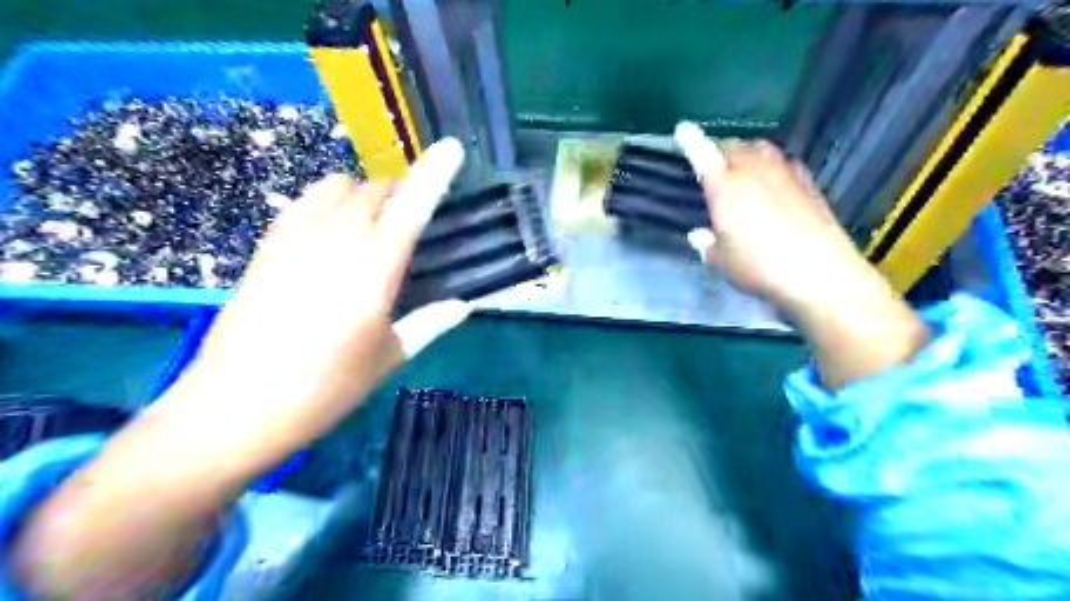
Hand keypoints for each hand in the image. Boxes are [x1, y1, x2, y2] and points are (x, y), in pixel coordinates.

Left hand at [10, 139, 471, 600]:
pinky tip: (332, 224)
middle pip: (374, 191)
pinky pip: (303, 201)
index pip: (411, 211)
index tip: (452, 148)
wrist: (234, 408)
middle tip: (412, 214)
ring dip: (364, 192)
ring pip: (336, 187)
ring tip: (372, 218)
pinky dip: (327, 198)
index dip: (434, 175)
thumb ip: (429, 324)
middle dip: (399, 191)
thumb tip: (463, 305)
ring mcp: (295, 241)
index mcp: (373, 275)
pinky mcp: (267, 246)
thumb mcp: (387, 360)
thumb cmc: (324, 390)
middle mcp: (335, 245)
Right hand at [677, 119, 877, 313]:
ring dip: (746, 153)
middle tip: (712, 163)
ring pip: (760, 149)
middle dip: (719, 150)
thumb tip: (699, 236)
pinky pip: (783, 161)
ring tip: (740, 166)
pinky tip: (772, 179)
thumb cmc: (759, 266)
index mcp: (725, 187)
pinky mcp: (807, 182)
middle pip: (733, 147)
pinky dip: (771, 164)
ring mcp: (784, 173)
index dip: (691, 140)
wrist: (819, 272)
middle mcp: (753, 171)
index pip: (703, 154)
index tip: (682, 129)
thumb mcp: (722, 261)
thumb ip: (707, 245)